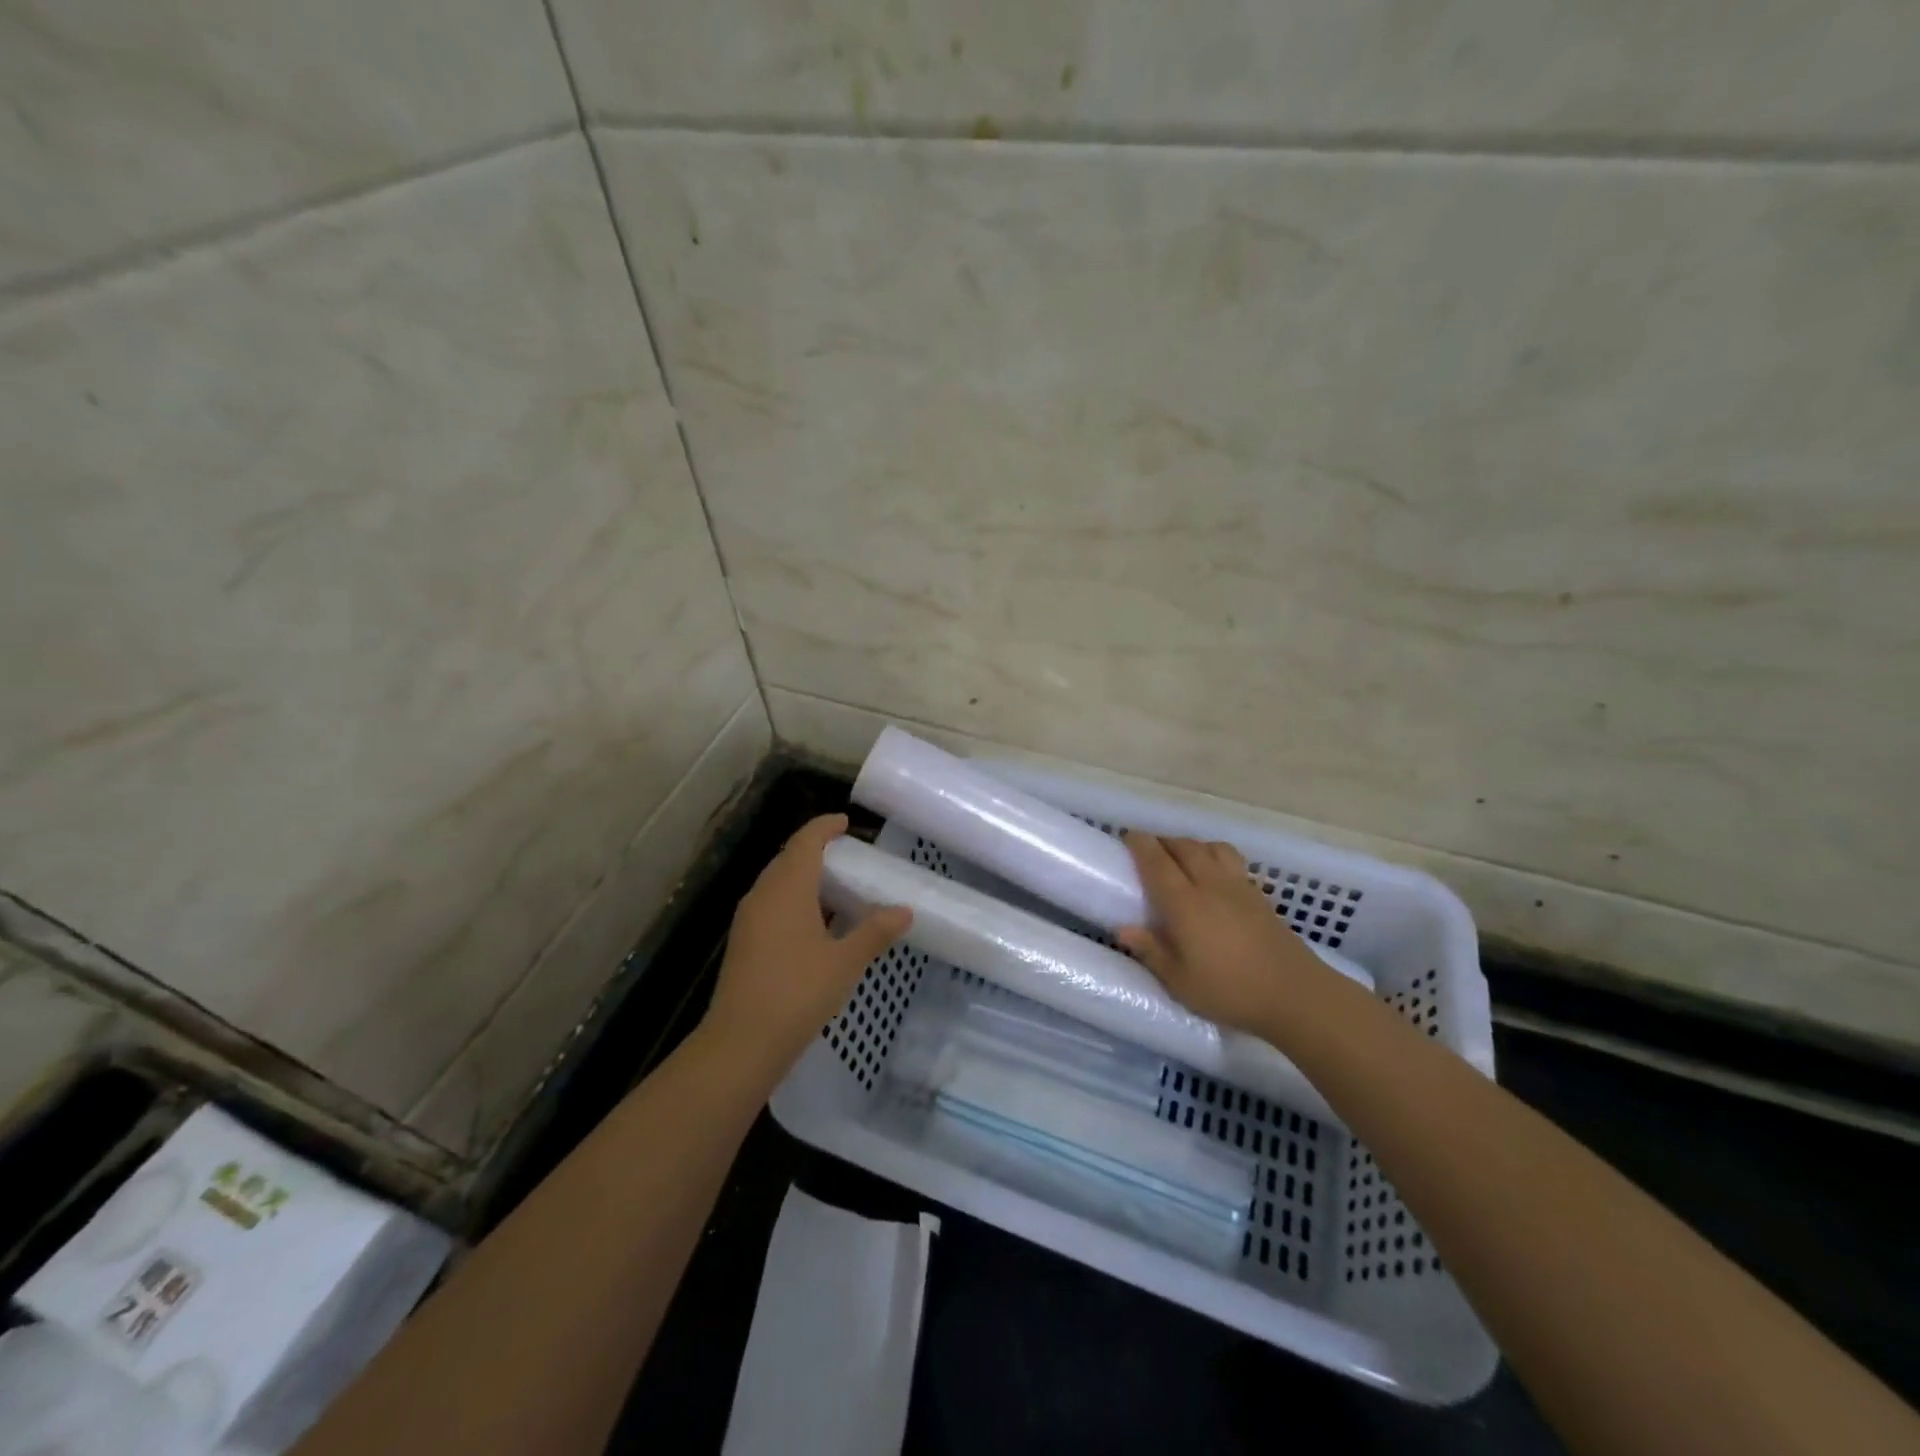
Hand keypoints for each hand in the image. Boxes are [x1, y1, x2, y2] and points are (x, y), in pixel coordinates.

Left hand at [704, 814, 910, 1078]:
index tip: (845, 822)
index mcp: (787, 887)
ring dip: (804, 878)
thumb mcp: (845, 961)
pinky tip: (816, 924)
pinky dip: (794, 901)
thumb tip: (904, 911)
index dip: (824, 827)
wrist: (741, 1043)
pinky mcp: (744, 943)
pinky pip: (772, 906)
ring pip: (778, 884)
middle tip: (848, 857)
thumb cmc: (798, 992)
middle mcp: (763, 895)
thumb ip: (875, 932)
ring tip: (837, 889)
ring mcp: (749, 920)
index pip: (805, 841)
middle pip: (788, 859)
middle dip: (815, 851)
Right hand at [1116, 832, 1330, 1038]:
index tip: (1126, 836)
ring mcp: (1239, 886)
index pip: (1157, 861)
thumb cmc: (1230, 990)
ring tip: (1182, 858)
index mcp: (1184, 903)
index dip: (1140, 844)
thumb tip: (1122, 929)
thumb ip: (1151, 951)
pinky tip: (1215, 875)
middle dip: (1163, 841)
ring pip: (1211, 847)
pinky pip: (1232, 860)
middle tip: (1149, 849)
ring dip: (1191, 845)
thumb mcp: (1180, 982)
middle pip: (1184, 847)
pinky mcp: (1259, 895)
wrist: (1295, 994)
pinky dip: (1215, 856)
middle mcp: (1210, 884)